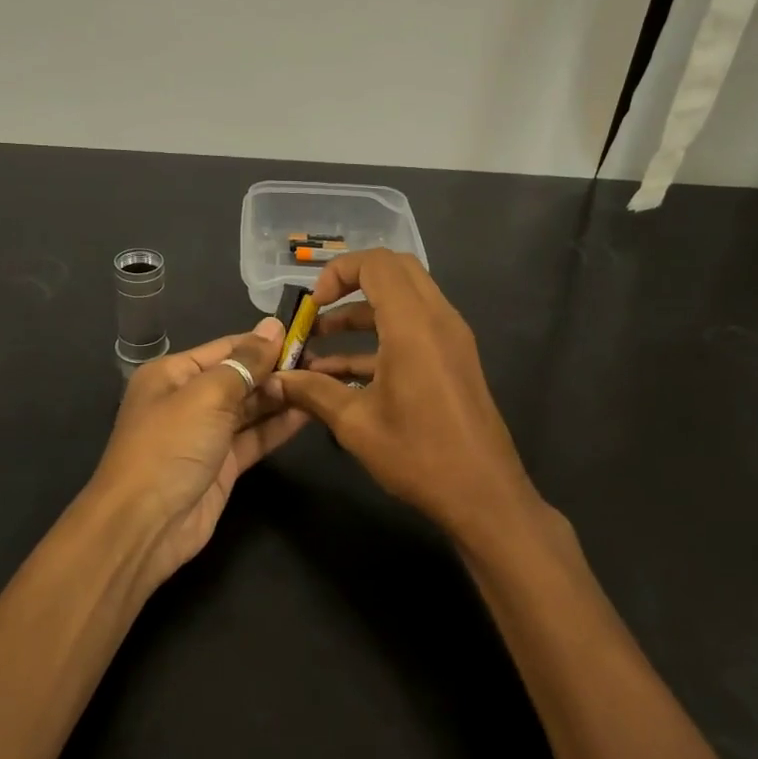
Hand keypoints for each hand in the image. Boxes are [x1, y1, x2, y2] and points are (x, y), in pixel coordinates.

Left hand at [86, 318, 309, 588]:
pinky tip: (310, 412)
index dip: (264, 342)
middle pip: (240, 376)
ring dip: (282, 396)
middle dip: (277, 369)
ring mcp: (206, 434)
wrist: (145, 524)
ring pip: (250, 408)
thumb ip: (245, 362)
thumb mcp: (207, 395)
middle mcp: (189, 399)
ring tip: (324, 382)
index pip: (226, 348)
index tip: (306, 334)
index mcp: (173, 374)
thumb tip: (273, 327)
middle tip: (323, 361)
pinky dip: (279, 425)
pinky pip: (255, 437)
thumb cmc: (170, 446)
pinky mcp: (223, 464)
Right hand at [272, 250, 545, 546]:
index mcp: (413, 325)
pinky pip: (415, 328)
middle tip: (319, 311)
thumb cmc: (418, 455)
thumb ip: (312, 392)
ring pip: (404, 300)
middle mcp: (438, 319)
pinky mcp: (454, 359)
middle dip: (351, 283)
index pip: (377, 263)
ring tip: (318, 344)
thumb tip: (274, 379)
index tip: (313, 305)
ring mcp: (451, 338)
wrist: (483, 495)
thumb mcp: (355, 423)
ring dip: (362, 314)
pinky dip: (380, 337)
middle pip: (394, 271)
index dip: (338, 272)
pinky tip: (342, 374)